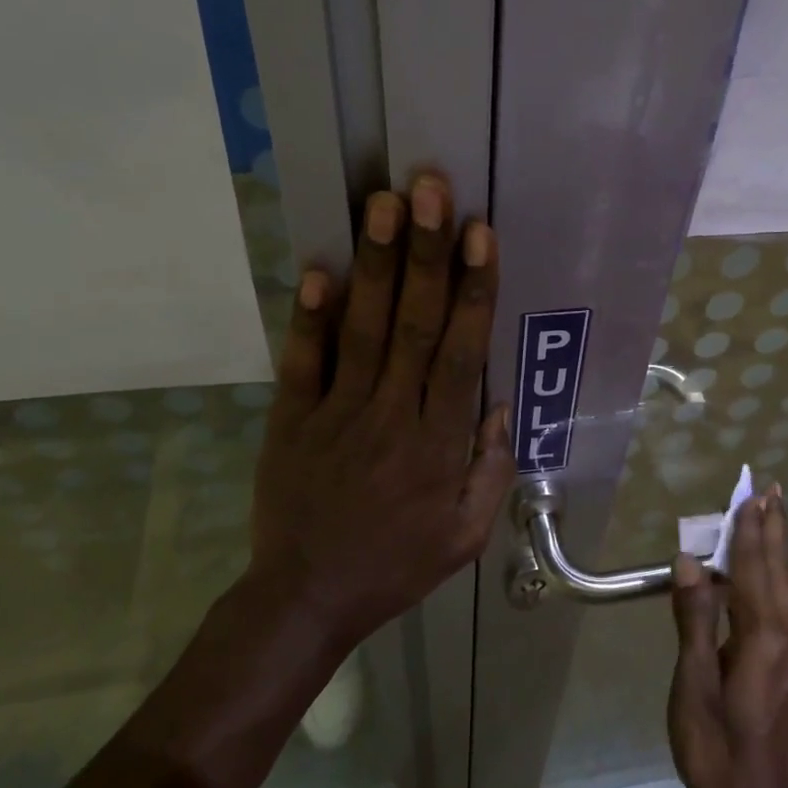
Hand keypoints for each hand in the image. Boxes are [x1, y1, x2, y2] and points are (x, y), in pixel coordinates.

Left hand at [250, 175, 514, 647]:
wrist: (307, 597)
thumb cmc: (397, 565)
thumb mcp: (466, 535)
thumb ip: (490, 468)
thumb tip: (496, 403)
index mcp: (438, 444)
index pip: (460, 353)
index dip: (472, 290)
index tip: (480, 235)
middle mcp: (391, 416)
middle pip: (413, 325)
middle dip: (426, 253)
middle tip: (432, 190)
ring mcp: (336, 414)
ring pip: (363, 329)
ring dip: (376, 265)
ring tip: (385, 205)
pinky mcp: (291, 420)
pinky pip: (302, 362)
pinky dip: (308, 316)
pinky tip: (317, 269)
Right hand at [668, 488, 787, 787]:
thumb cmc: (720, 752)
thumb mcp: (694, 687)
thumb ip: (694, 620)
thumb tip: (691, 562)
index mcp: (764, 637)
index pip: (755, 568)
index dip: (751, 528)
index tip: (754, 492)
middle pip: (779, 572)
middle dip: (773, 529)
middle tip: (773, 490)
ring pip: (784, 592)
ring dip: (772, 553)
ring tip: (766, 522)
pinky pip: (783, 613)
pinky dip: (771, 583)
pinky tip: (759, 583)